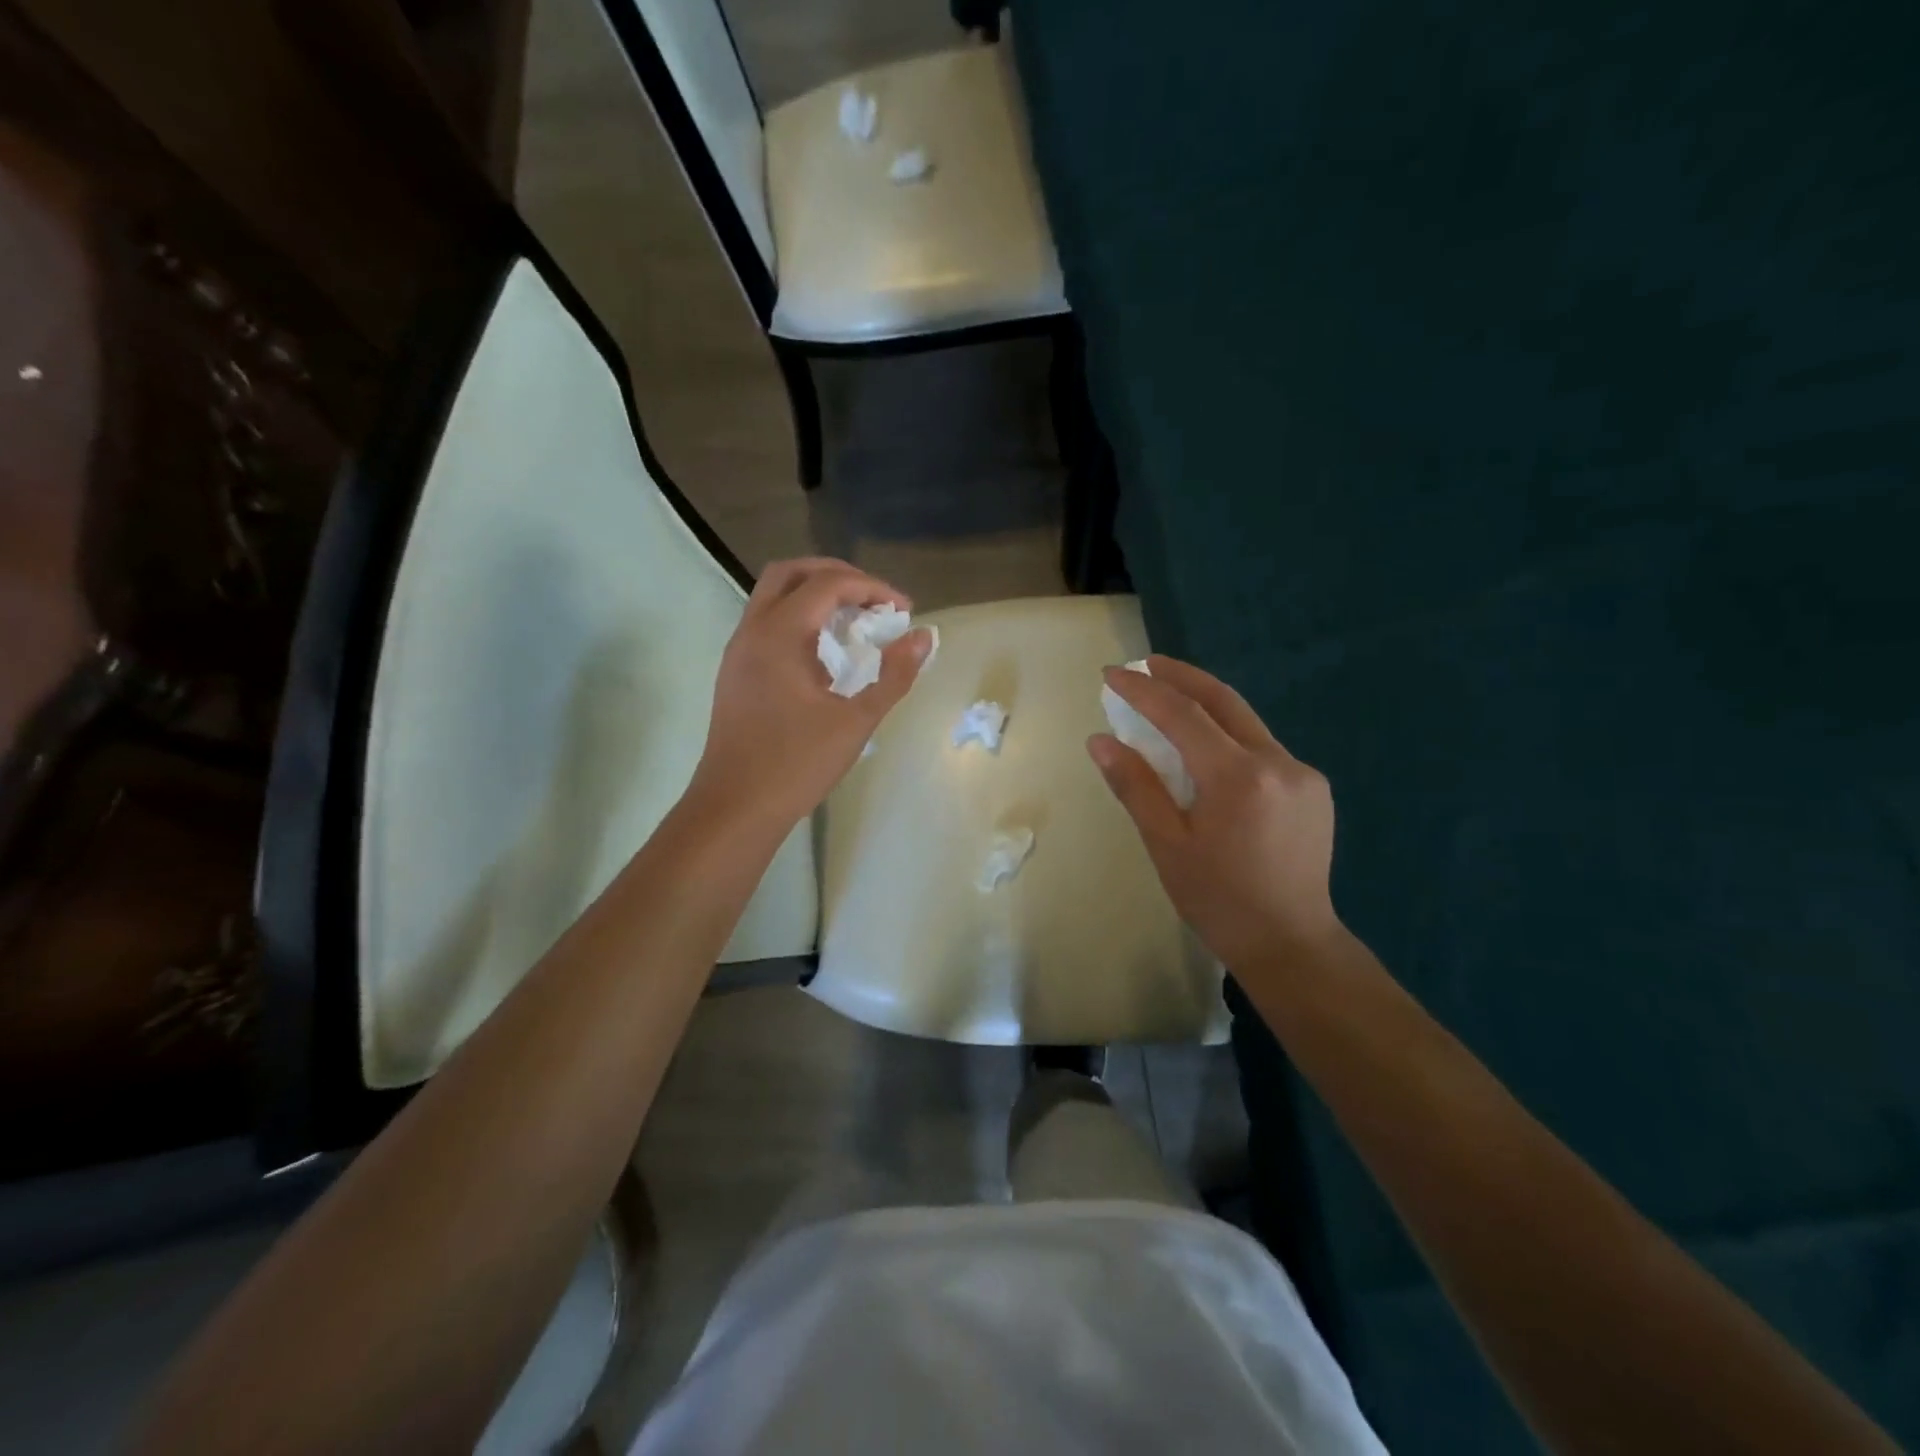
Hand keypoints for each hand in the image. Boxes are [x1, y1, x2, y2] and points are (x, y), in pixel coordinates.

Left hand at [689, 558, 932, 835]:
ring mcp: (738, 651)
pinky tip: (826, 653)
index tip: (904, 610)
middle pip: (791, 573)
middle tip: (874, 600)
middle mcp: (752, 631)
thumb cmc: (796, 765)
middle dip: (837, 576)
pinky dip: (799, 619)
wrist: (735, 808)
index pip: (828, 585)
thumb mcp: (855, 722)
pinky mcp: (736, 672)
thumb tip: (923, 637)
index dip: (871, 588)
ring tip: (856, 621)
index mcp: (779, 635)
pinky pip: (767, 623)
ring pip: (773, 596)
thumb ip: (894, 676)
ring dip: (816, 596)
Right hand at [1088, 656, 1340, 970]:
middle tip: (1144, 664)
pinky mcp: (1313, 787)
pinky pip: (1262, 746)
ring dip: (1205, 704)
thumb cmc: (1217, 900)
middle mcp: (1278, 762)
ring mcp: (1302, 772)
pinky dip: (1228, 735)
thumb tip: (1100, 740)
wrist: (1291, 943)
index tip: (1112, 674)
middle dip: (1180, 676)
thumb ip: (1135, 786)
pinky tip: (1207, 748)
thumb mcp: (1166, 845)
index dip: (1143, 690)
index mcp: (1238, 777)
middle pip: (1223, 700)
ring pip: (1245, 722)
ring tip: (1168, 699)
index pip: (1182, 714)